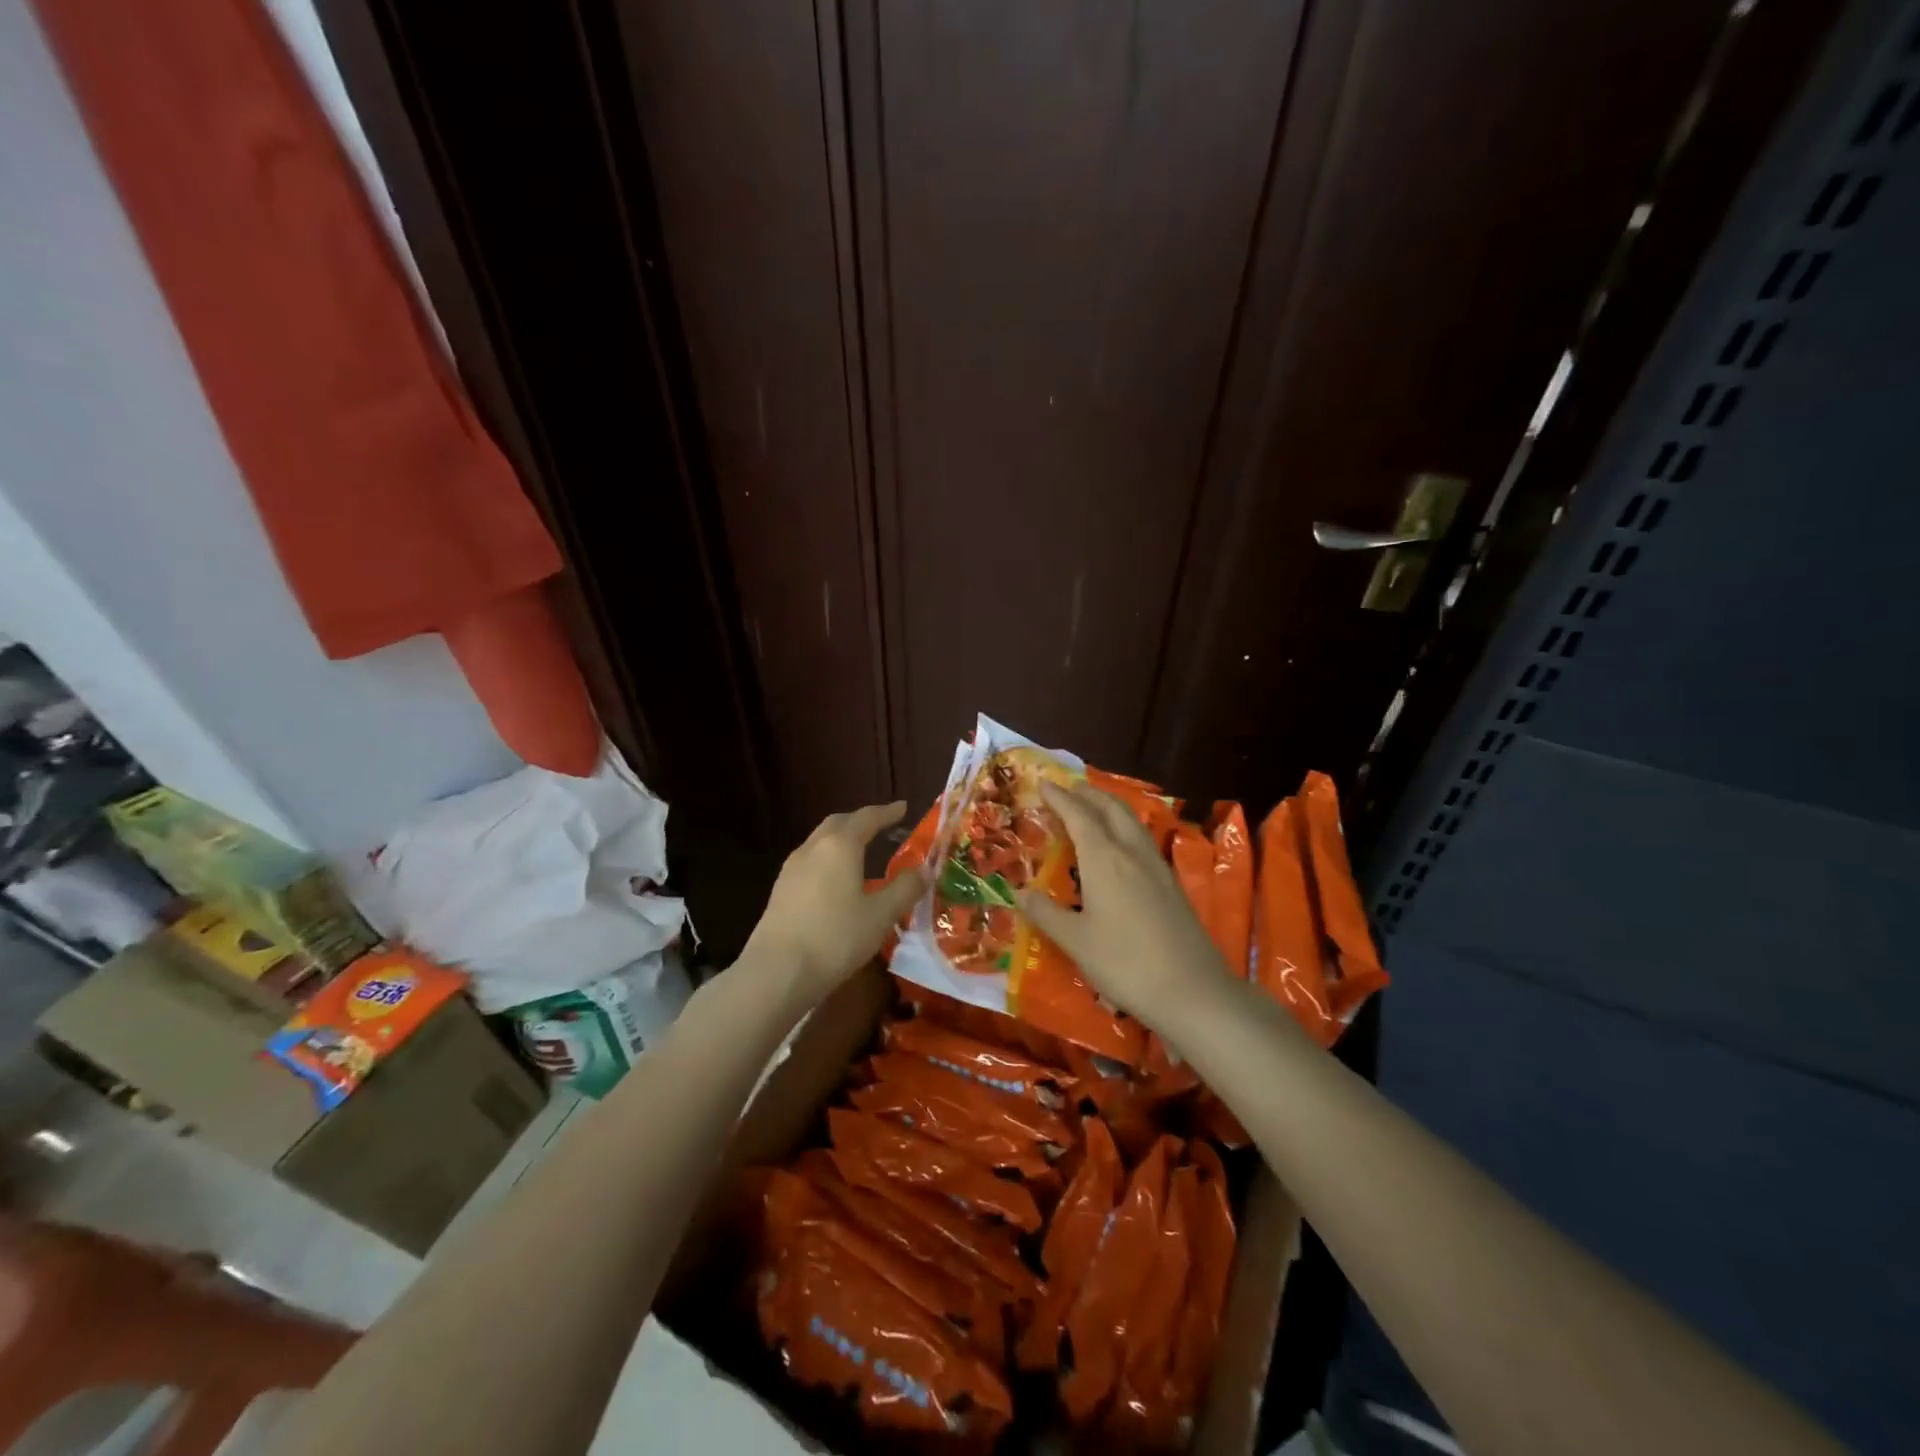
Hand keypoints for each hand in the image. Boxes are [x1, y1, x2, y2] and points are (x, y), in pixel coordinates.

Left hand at [743, 801, 928, 1003]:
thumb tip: (925, 869)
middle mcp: (813, 848)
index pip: (867, 818)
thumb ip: (905, 889)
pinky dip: (828, 858)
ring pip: (820, 841)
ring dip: (842, 839)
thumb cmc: (836, 938)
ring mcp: (792, 868)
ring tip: (861, 851)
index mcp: (840, 846)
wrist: (777, 972)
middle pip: (839, 823)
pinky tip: (836, 880)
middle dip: (861, 821)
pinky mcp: (781, 890)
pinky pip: (810, 861)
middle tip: (882, 825)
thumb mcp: (881, 915)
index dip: (887, 812)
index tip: (903, 807)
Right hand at [1018, 781, 1233, 1032]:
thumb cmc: (1125, 963)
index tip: (1043, 783)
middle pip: (1111, 807)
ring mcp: (1157, 866)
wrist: (1191, 990)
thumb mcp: (1076, 941)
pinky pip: (1142, 838)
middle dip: (1087, 793)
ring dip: (1109, 806)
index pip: (1078, 815)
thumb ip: (1047, 913)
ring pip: (1131, 820)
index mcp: (1105, 858)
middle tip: (1067, 789)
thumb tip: (1020, 894)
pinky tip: (1119, 846)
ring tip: (1091, 808)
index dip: (1060, 798)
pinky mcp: (1172, 883)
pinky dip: (1124, 827)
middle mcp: (1132, 852)